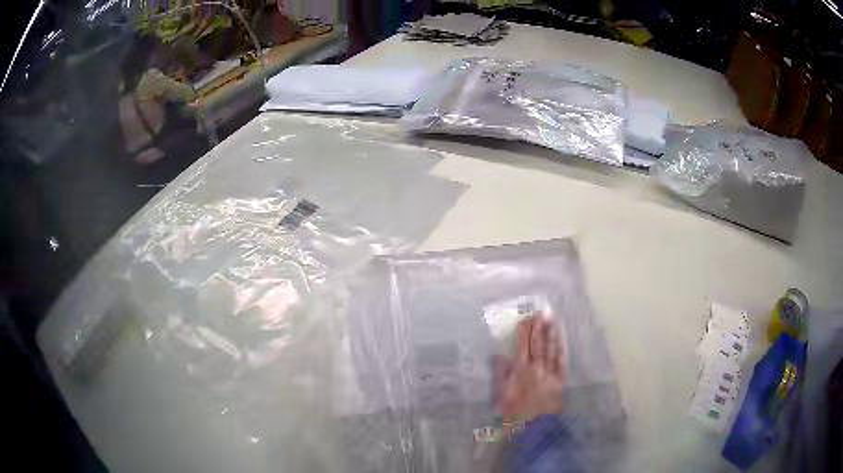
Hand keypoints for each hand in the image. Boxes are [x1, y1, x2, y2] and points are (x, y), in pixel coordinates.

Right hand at [497, 316, 564, 423]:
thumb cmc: (515, 415)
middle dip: (539, 328)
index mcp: (521, 372)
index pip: (523, 347)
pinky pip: (561, 362)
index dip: (524, 332)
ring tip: (552, 320)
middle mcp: (537, 370)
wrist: (536, 429)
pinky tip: (561, 341)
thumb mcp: (502, 397)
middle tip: (541, 312)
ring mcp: (550, 374)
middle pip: (538, 345)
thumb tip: (499, 356)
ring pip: (551, 350)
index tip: (525, 318)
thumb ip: (501, 376)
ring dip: (551, 334)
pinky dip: (560, 349)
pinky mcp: (560, 381)